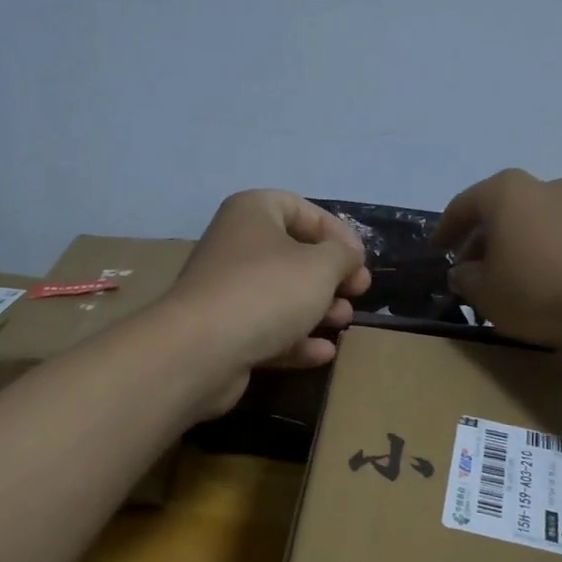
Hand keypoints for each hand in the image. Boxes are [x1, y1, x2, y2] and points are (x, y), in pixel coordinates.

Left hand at [160, 190, 370, 414]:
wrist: (202, 349)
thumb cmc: (267, 291)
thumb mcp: (321, 266)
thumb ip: (343, 256)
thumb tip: (348, 257)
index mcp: (252, 213)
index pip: (299, 208)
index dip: (335, 231)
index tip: (360, 259)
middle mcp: (235, 246)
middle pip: (292, 255)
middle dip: (330, 275)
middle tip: (358, 292)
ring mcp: (227, 292)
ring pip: (281, 295)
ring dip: (318, 308)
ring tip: (344, 321)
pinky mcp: (224, 333)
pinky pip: (267, 330)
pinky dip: (296, 339)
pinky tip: (324, 353)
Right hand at [432, 169, 561, 349]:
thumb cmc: (536, 290)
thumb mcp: (485, 293)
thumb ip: (465, 278)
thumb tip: (463, 271)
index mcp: (505, 192)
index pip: (463, 206)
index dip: (445, 230)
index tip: (437, 250)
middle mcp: (540, 185)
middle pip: (498, 210)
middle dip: (479, 239)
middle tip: (469, 270)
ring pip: (527, 221)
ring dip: (510, 245)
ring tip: (502, 279)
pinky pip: (553, 233)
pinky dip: (537, 250)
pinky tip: (535, 280)